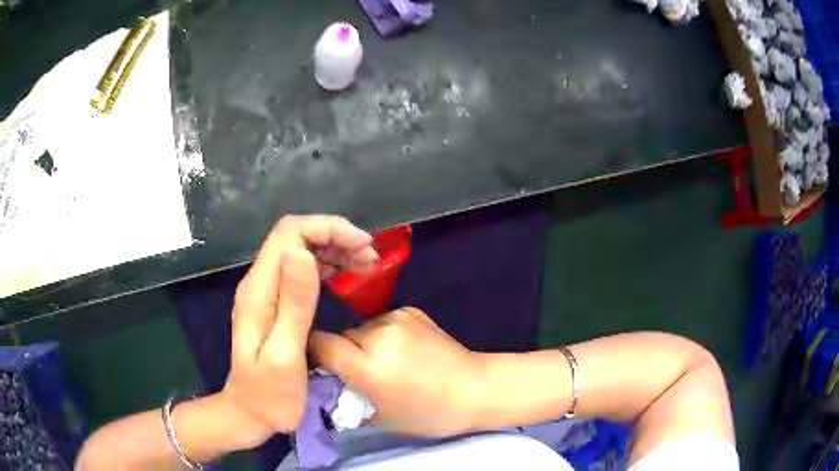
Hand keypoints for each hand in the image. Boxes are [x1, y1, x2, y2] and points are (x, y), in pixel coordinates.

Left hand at [220, 215, 377, 448]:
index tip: (362, 245)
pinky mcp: (275, 302)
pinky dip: (327, 266)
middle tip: (371, 258)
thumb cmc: (269, 394)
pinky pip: (302, 270)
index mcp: (259, 291)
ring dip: (334, 249)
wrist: (250, 412)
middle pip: (296, 237)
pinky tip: (346, 276)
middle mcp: (260, 283)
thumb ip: (293, 305)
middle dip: (335, 237)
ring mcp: (267, 292)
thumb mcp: (285, 355)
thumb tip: (301, 253)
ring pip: (300, 250)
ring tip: (367, 264)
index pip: (289, 234)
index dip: (327, 228)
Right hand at [310, 307, 485, 436]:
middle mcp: (379, 334)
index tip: (321, 367)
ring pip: (362, 328)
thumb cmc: (427, 413)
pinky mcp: (412, 310)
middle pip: (342, 335)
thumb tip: (325, 389)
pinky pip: (384, 321)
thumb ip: (347, 399)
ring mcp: (397, 317)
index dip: (315, 354)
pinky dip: (385, 334)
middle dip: (344, 352)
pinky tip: (405, 349)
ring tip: (388, 361)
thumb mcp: (380, 417)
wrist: (475, 389)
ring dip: (365, 342)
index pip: (320, 343)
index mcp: (368, 365)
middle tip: (361, 372)